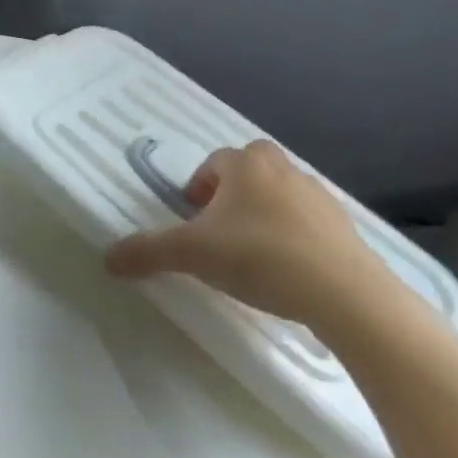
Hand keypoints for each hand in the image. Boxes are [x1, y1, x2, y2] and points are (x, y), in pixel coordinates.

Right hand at [103, 139, 391, 327]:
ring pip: (284, 195)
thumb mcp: (191, 254)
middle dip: (235, 190)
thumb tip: (107, 259)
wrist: (347, 297)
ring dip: (267, 213)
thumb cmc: (259, 257)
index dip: (200, 185)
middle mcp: (284, 171)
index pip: (215, 161)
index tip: (193, 216)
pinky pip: (313, 224)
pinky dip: (297, 238)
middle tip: (222, 226)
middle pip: (253, 169)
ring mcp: (322, 200)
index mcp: (245, 166)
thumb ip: (147, 252)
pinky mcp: (350, 232)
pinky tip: (289, 271)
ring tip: (254, 252)